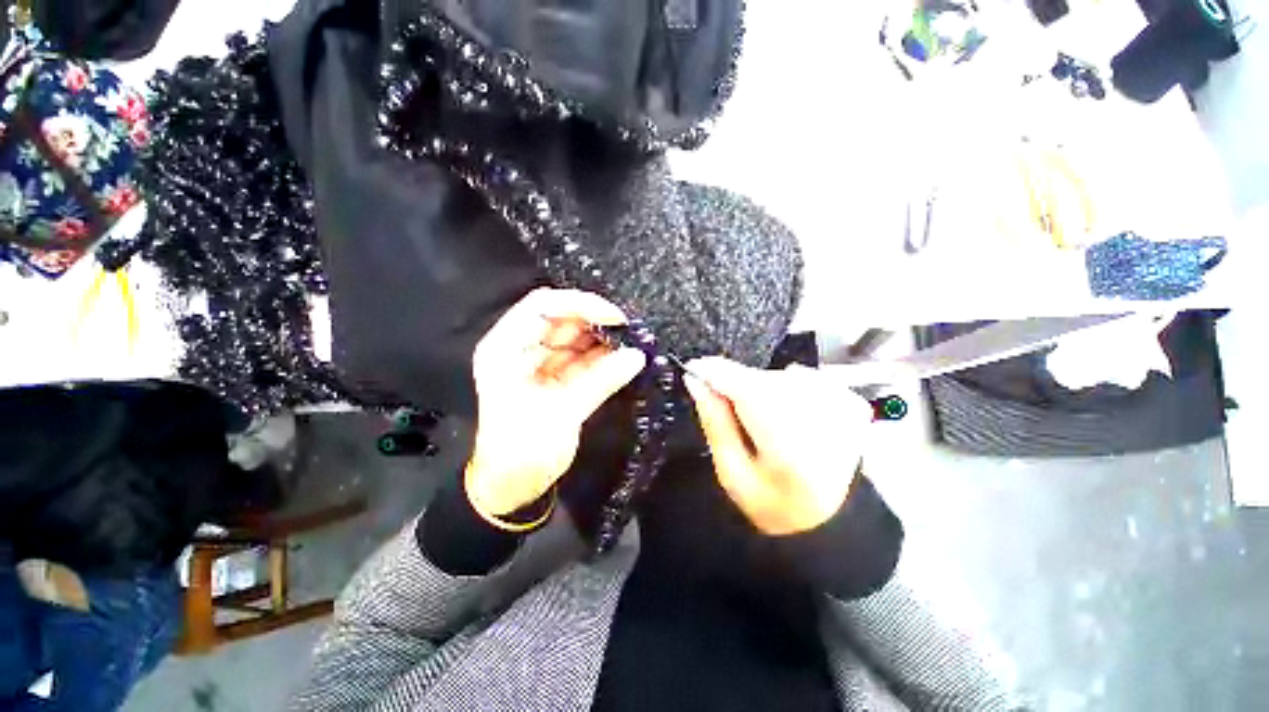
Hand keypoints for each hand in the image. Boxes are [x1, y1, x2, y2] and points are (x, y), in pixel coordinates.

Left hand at [467, 288, 646, 515]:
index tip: (615, 316)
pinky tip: (626, 359)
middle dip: (597, 322)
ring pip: (576, 338)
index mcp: (506, 349)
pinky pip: (583, 359)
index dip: (579, 304)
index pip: (541, 306)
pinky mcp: (558, 377)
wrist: (512, 488)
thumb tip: (638, 356)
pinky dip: (604, 358)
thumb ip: (600, 381)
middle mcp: (522, 348)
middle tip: (632, 331)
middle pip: (562, 319)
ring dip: (605, 340)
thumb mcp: (560, 415)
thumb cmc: (521, 454)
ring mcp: (541, 362)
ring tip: (634, 343)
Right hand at [684, 357, 871, 535]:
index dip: (715, 373)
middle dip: (736, 385)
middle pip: (763, 380)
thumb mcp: (732, 473)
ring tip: (762, 421)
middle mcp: (825, 423)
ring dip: (760, 389)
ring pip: (779, 376)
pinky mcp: (850, 401)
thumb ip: (715, 423)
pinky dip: (784, 388)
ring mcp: (843, 409)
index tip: (693, 370)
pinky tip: (786, 415)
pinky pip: (802, 377)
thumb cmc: (773, 503)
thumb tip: (697, 382)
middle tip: (728, 408)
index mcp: (790, 451)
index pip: (747, 391)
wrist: (829, 518)